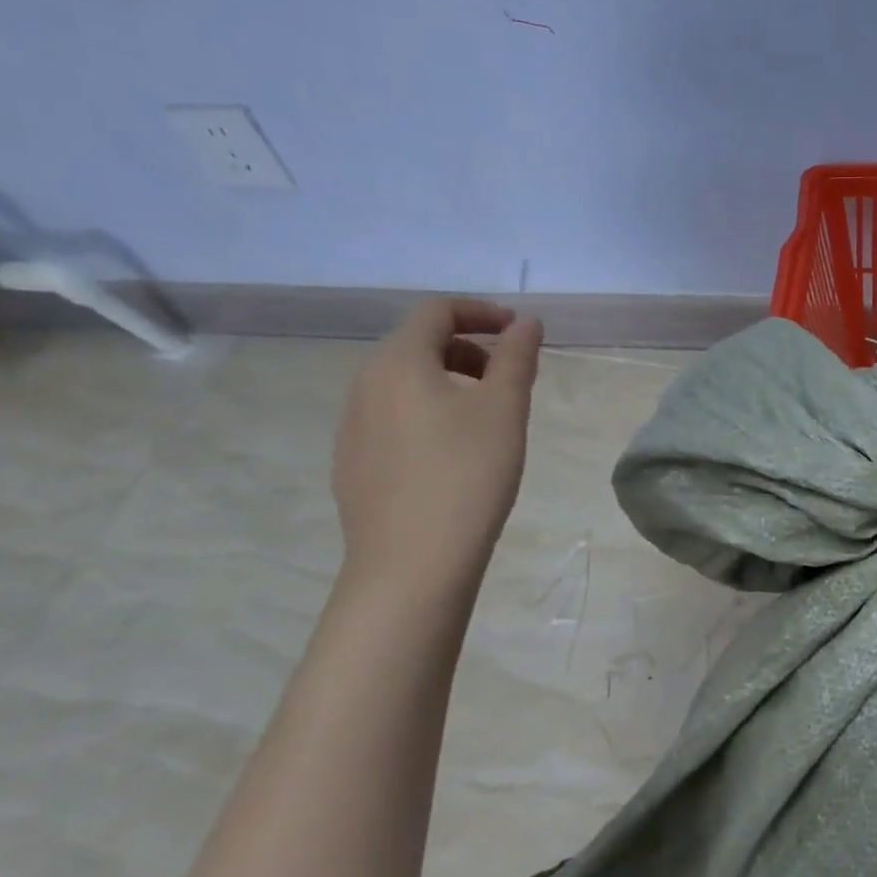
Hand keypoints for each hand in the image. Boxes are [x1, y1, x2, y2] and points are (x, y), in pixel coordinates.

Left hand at [332, 298, 542, 597]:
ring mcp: (351, 428)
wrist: (411, 565)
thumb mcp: (504, 410)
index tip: (518, 332)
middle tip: (507, 378)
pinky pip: (392, 419)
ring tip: (485, 419)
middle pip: (417, 345)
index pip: (437, 311)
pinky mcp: (352, 465)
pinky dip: (427, 415)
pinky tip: (452, 456)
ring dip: (448, 383)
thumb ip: (516, 357)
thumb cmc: (466, 475)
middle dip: (467, 349)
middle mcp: (364, 385)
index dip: (481, 312)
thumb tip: (525, 323)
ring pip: (403, 384)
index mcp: (398, 361)